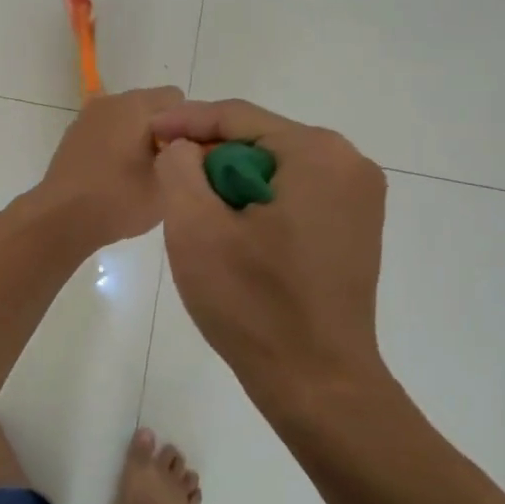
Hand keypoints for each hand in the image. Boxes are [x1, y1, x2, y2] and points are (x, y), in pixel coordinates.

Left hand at [34, 86, 185, 249]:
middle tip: (165, 168)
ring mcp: (89, 115)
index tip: (183, 156)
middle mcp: (112, 101)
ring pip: (130, 118)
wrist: (61, 217)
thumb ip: (186, 157)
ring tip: (140, 173)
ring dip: (139, 137)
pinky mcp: (75, 132)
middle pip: (152, 106)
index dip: (187, 127)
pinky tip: (116, 174)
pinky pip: (109, 129)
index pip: (178, 101)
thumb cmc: (119, 200)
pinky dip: (118, 144)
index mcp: (137, 105)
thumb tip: (186, 145)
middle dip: (163, 131)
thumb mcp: (168, 182)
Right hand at [152, 99, 392, 410]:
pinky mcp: (353, 228)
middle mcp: (349, 164)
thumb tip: (185, 147)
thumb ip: (179, 166)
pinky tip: (232, 234)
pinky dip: (255, 204)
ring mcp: (357, 198)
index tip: (147, 132)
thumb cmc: (255, 304)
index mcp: (318, 154)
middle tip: (166, 178)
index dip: (185, 121)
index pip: (237, 117)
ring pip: (273, 169)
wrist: (317, 386)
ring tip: (193, 211)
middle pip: (258, 140)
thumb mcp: (196, 228)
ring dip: (229, 184)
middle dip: (208, 157)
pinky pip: (292, 195)